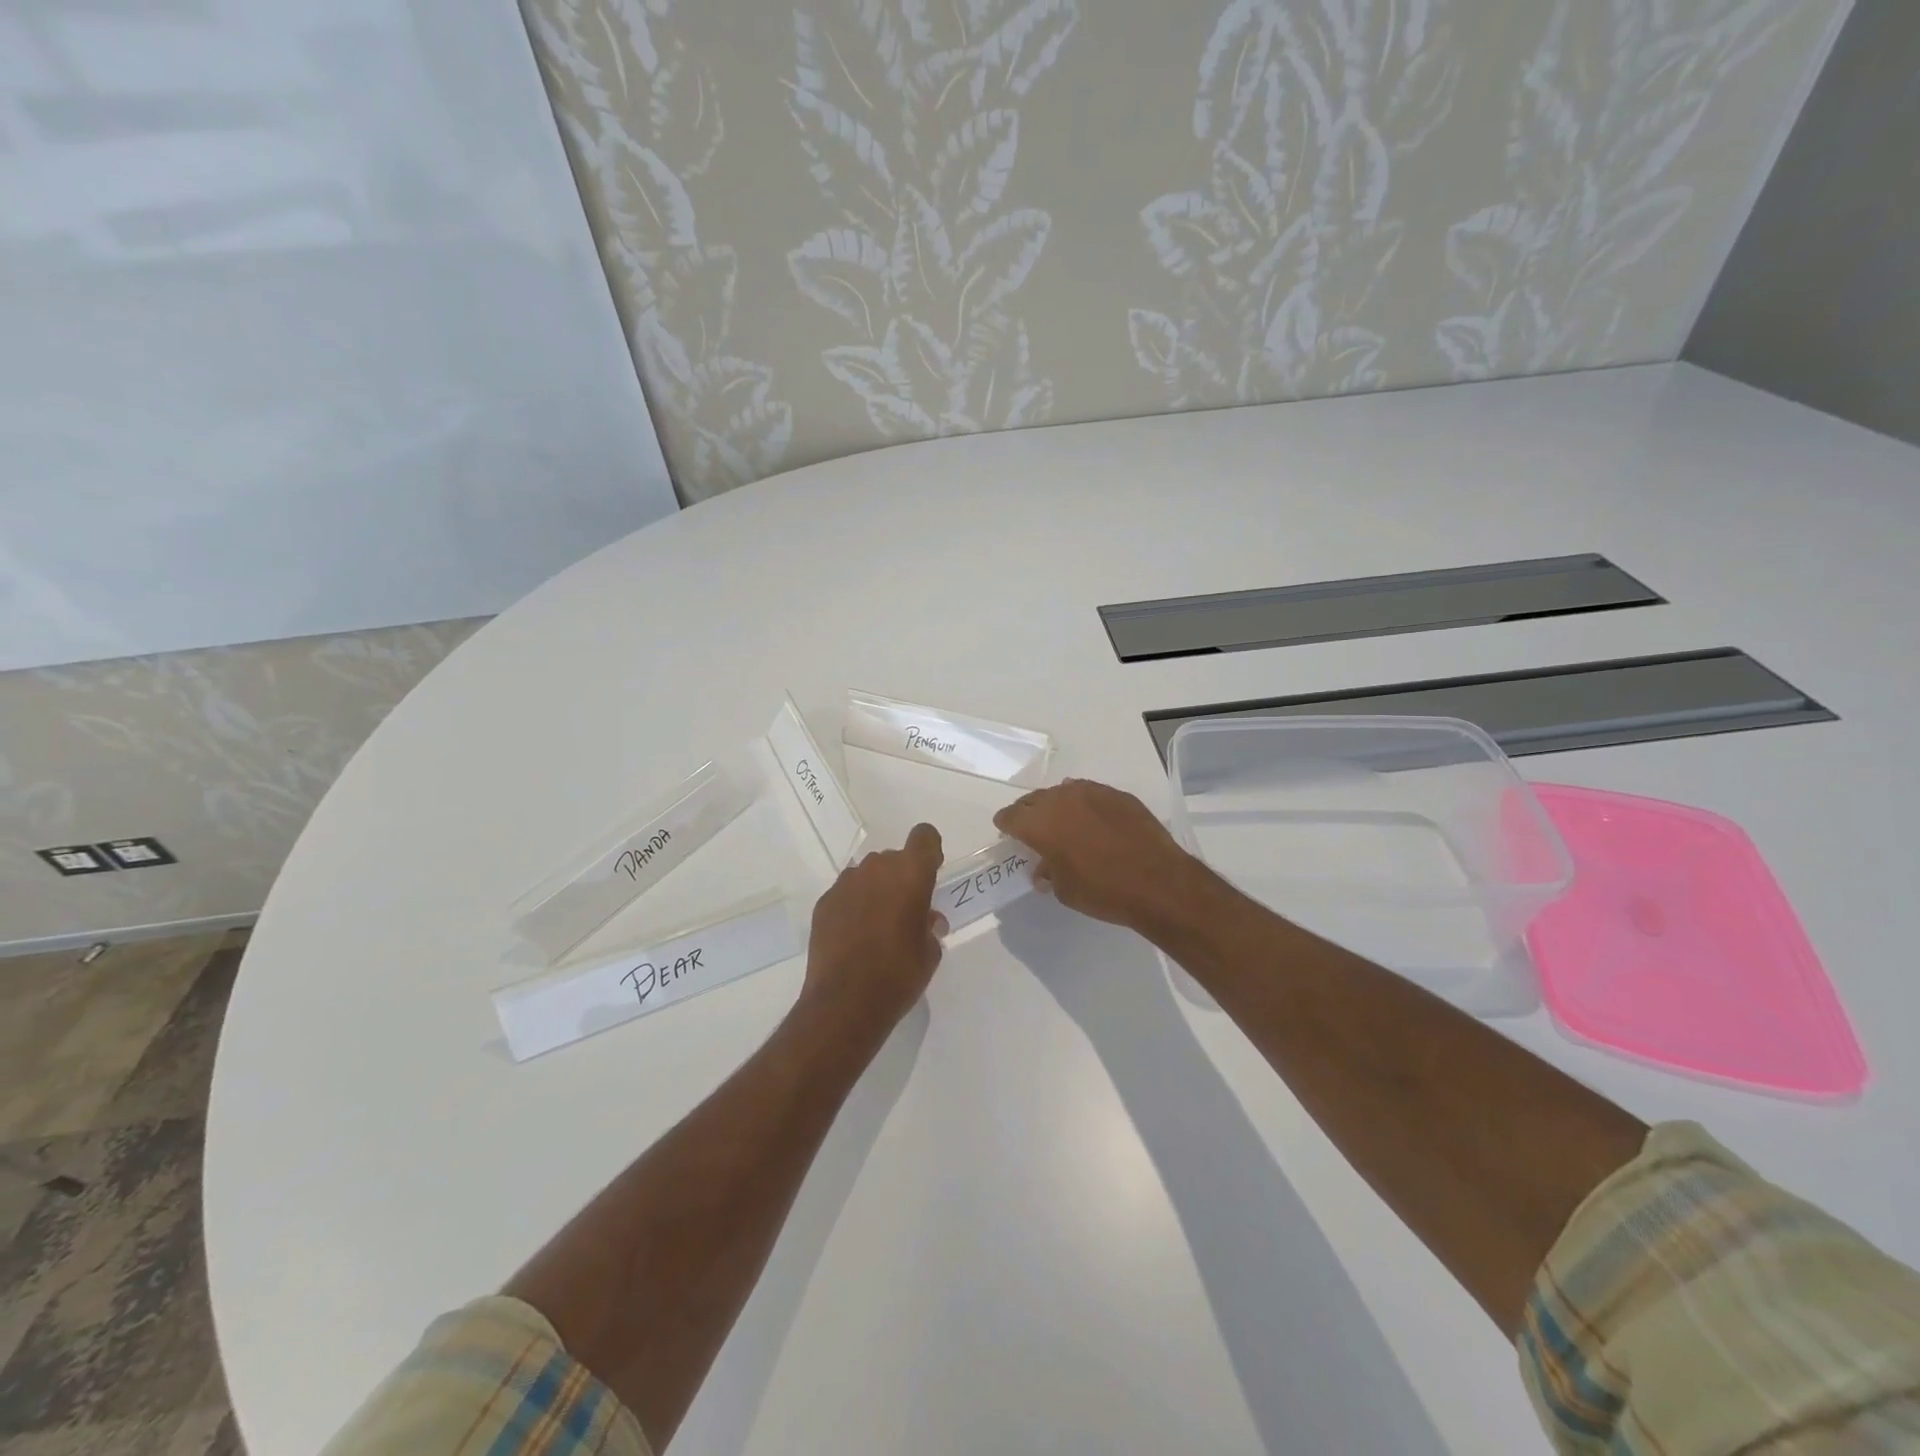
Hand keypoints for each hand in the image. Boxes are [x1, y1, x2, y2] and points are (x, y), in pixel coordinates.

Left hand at [802, 822, 946, 1035]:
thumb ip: (930, 927)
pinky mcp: (824, 902)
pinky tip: (853, 936)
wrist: (845, 1002)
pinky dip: (853, 906)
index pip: (924, 836)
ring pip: (868, 874)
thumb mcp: (929, 953)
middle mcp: (877, 868)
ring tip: (877, 926)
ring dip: (876, 890)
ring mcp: (846, 883)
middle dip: (901, 877)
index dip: (929, 852)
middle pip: (894, 858)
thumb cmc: (899, 973)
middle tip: (905, 912)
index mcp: (911, 873)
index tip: (930, 875)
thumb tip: (927, 920)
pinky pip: (846, 893)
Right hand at [993, 779, 1205, 931]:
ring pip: (1064, 792)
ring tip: (1063, 822)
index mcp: (1040, 823)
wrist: (1158, 882)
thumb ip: (1049, 873)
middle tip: (1031, 828)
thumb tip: (1044, 868)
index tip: (1006, 830)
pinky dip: (1085, 805)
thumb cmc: (1103, 891)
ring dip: (1058, 805)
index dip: (1005, 824)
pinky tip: (1093, 821)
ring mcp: (1092, 792)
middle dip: (1029, 812)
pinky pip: (1091, 794)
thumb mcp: (1065, 891)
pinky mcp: (1118, 795)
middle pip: (1035, 800)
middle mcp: (1062, 799)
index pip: (1011, 816)